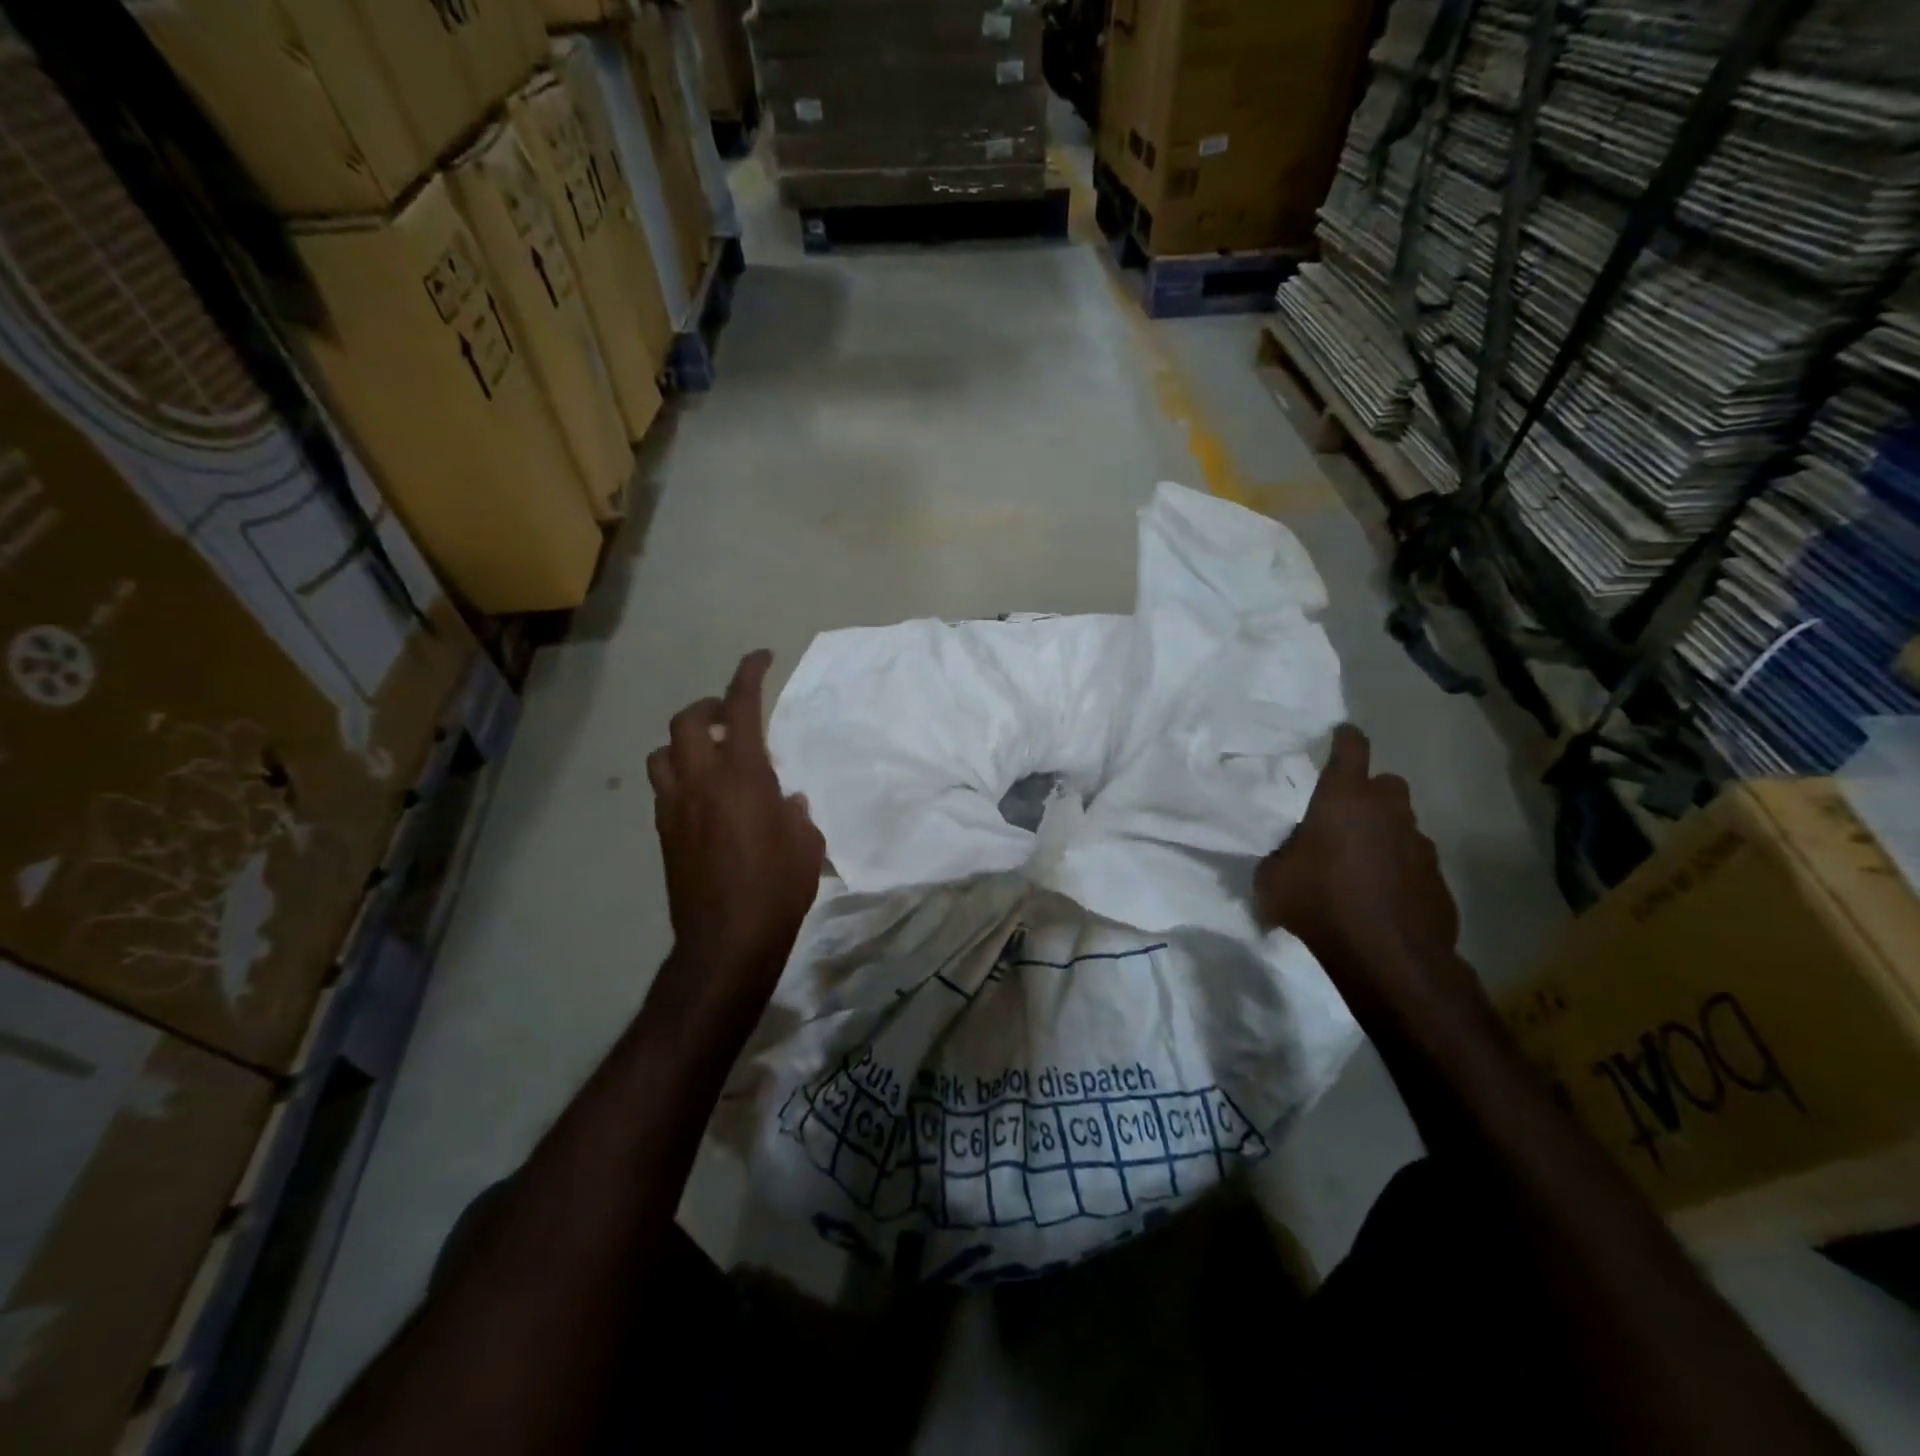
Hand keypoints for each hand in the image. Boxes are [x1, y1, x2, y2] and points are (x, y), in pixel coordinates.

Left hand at [647, 651, 824, 1007]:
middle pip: (687, 721)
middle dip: (708, 708)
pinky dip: (681, 777)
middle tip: (732, 718)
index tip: (760, 657)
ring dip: (686, 743)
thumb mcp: (806, 845)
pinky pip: (664, 788)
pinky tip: (704, 799)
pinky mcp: (664, 833)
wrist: (727, 941)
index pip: (741, 708)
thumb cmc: (777, 888)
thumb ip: (795, 813)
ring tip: (711, 757)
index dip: (749, 674)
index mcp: (743, 775)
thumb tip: (786, 801)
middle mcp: (701, 781)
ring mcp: (675, 807)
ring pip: (663, 752)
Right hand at [1255, 725, 1479, 1028]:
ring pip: (1403, 824)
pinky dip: (1400, 870)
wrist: (1387, 955)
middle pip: (1386, 783)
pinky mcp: (1438, 878)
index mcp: (1344, 799)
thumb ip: (1280, 856)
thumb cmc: (1319, 902)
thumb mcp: (1273, 878)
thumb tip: (1286, 857)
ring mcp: (1419, 844)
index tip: (1341, 733)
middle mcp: (1387, 811)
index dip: (1345, 738)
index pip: (1351, 749)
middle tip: (1346, 816)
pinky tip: (1383, 896)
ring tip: (1362, 864)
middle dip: (1370, 793)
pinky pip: (1415, 862)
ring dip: (1386, 834)